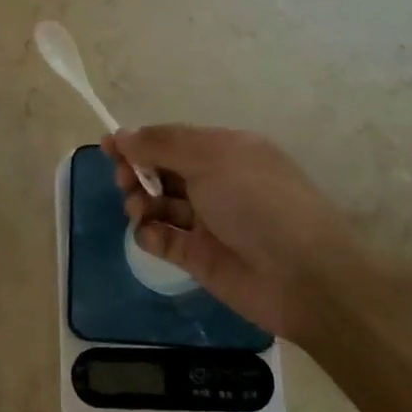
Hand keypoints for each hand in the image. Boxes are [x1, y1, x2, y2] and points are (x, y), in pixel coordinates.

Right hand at [104, 125, 364, 342]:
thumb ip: (162, 145)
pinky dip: (149, 233)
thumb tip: (123, 134)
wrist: (303, 277)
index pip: (172, 140)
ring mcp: (206, 221)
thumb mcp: (211, 159)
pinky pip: (162, 238)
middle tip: (125, 181)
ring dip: (140, 202)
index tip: (108, 146)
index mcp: (225, 151)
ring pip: (158, 203)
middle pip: (161, 170)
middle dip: (136, 171)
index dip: (140, 141)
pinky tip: (151, 233)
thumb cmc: (258, 203)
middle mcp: (215, 182)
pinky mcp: (198, 256)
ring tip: (140, 210)